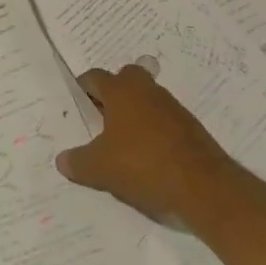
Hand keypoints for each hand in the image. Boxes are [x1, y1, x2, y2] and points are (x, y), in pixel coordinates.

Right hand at [56, 63, 233, 224]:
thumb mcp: (101, 169)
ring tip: (124, 142)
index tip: (76, 106)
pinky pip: (164, 119)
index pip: (94, 77)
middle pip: (125, 78)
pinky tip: (149, 157)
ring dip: (135, 113)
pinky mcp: (190, 127)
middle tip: (101, 118)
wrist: (204, 187)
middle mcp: (146, 90)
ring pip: (146, 99)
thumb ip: (78, 162)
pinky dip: (154, 131)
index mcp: (120, 91)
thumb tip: (61, 160)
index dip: (82, 89)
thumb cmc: (144, 166)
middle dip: (113, 93)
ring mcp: (171, 106)